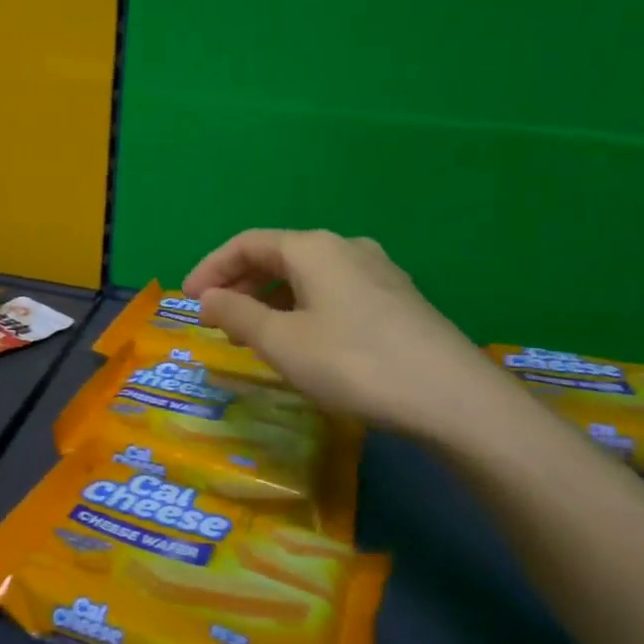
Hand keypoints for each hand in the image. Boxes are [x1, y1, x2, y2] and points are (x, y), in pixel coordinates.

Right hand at [184, 230, 508, 439]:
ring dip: (270, 299)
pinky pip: (333, 293)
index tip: (188, 300)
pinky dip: (302, 309)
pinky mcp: (399, 301)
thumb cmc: (354, 363)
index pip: (246, 243)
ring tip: (252, 334)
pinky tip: (301, 341)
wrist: (455, 400)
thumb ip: (236, 314)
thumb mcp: (281, 342)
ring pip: (307, 277)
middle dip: (239, 284)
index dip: (211, 268)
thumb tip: (206, 298)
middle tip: (215, 319)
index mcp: (313, 247)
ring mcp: (378, 272)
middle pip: (277, 256)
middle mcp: (345, 248)